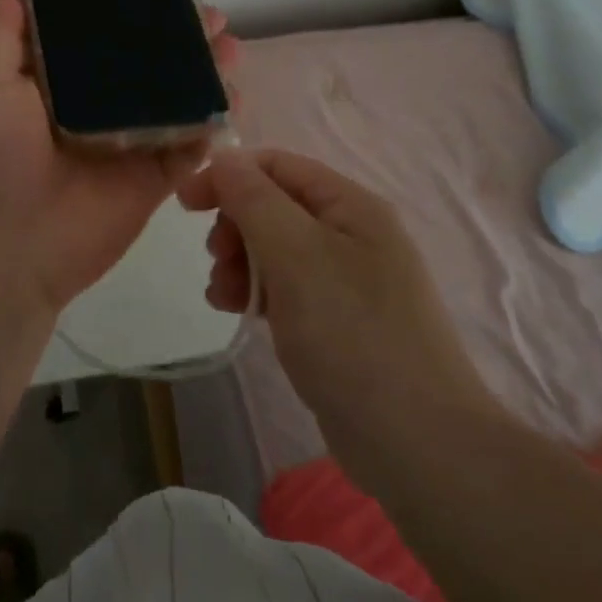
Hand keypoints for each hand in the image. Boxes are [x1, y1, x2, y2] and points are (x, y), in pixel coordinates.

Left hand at [0, 0, 239, 317]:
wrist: (8, 251)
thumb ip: (4, 40)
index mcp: (61, 85)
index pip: (103, 38)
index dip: (131, 12)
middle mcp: (100, 108)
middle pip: (150, 66)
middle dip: (182, 40)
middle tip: (213, 17)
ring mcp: (132, 143)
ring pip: (177, 100)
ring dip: (206, 74)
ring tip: (232, 49)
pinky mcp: (155, 178)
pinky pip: (191, 146)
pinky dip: (214, 123)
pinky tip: (235, 97)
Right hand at [177, 148, 497, 490]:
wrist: (416, 444)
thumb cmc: (352, 334)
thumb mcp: (296, 254)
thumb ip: (254, 199)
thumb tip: (223, 157)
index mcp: (350, 205)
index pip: (277, 165)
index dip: (228, 175)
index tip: (185, 204)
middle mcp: (351, 233)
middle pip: (274, 205)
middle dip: (235, 225)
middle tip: (216, 258)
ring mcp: (347, 280)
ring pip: (275, 249)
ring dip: (239, 262)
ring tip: (221, 295)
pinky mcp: (337, 321)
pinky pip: (286, 288)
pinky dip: (256, 292)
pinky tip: (236, 312)